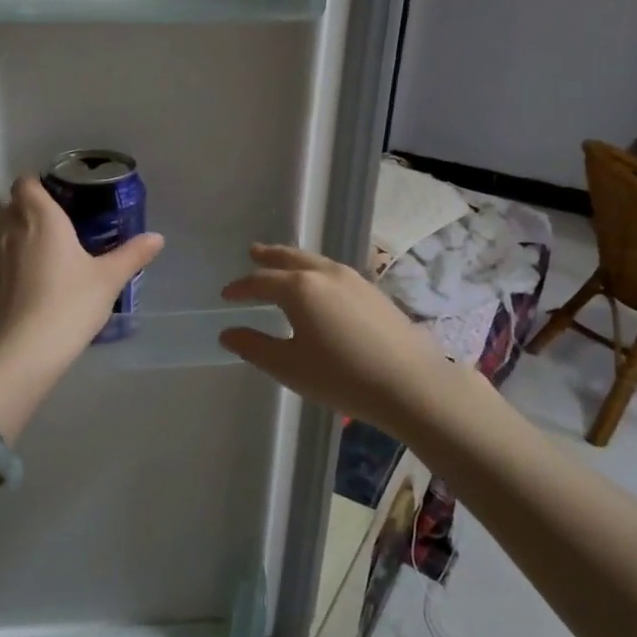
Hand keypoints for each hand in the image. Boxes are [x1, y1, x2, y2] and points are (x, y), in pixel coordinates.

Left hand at [0, 177, 163, 438]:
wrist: (24, 350)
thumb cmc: (70, 303)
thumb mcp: (108, 279)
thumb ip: (132, 254)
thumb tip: (157, 237)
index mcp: (41, 218)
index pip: (26, 184)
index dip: (38, 184)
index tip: (59, 194)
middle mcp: (11, 230)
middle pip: (10, 204)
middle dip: (27, 206)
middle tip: (56, 220)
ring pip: (0, 230)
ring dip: (16, 231)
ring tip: (44, 248)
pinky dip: (11, 258)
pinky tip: (32, 278)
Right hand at [218, 244, 466, 432]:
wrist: (410, 384)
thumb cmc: (342, 377)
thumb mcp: (289, 367)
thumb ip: (255, 347)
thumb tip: (227, 333)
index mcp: (299, 288)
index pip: (261, 281)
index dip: (241, 287)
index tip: (226, 294)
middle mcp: (325, 274)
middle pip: (290, 258)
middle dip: (268, 257)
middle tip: (253, 252)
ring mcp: (353, 279)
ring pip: (315, 261)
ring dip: (293, 260)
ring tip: (282, 264)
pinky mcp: (373, 291)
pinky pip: (333, 271)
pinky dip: (315, 271)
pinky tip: (319, 286)